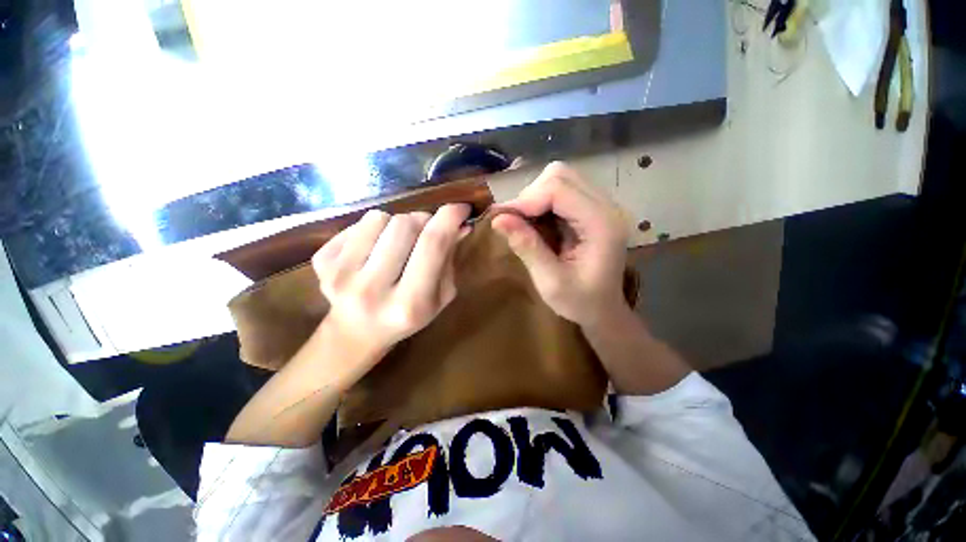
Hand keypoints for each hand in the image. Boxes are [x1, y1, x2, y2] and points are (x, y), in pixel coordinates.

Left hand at [312, 204, 470, 358]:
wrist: (357, 333)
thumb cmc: (408, 316)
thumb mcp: (440, 297)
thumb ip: (450, 260)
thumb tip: (459, 224)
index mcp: (410, 304)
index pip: (433, 244)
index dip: (450, 218)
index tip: (461, 207)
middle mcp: (372, 290)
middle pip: (405, 224)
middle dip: (423, 220)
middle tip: (427, 230)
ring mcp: (340, 275)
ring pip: (379, 217)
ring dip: (396, 224)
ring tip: (397, 244)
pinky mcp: (321, 262)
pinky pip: (356, 223)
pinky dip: (373, 229)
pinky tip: (375, 250)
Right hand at [493, 162, 628, 328]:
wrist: (603, 309)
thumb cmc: (580, 302)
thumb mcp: (550, 282)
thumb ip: (527, 247)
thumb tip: (497, 219)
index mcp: (602, 224)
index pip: (559, 188)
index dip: (526, 199)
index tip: (504, 219)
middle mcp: (606, 206)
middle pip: (560, 176)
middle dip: (531, 195)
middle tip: (515, 222)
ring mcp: (601, 205)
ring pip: (560, 179)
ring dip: (535, 197)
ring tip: (524, 222)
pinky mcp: (591, 209)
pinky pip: (562, 191)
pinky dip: (542, 202)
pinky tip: (536, 222)